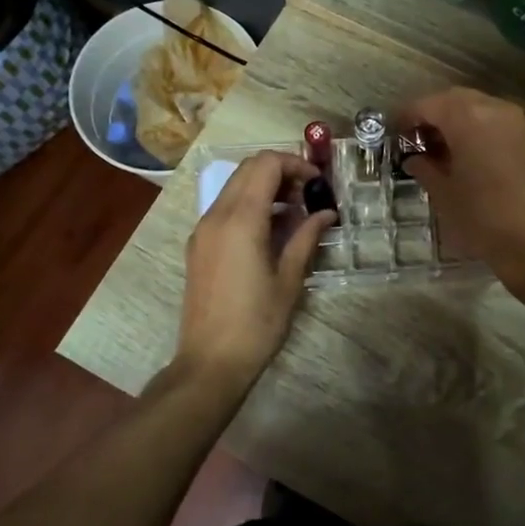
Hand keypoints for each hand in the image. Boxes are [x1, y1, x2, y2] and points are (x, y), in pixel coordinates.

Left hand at [175, 150, 333, 395]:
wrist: (210, 361)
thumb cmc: (256, 323)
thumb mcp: (289, 279)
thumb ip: (307, 237)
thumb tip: (326, 213)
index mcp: (240, 220)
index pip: (266, 164)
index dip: (295, 164)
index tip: (318, 183)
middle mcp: (216, 215)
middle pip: (248, 169)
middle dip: (280, 171)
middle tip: (308, 194)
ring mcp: (203, 230)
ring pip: (234, 186)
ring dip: (264, 187)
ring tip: (295, 213)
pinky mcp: (198, 245)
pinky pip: (225, 208)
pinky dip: (249, 204)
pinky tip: (271, 230)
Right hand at [395, 88, 524, 292]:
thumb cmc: (484, 220)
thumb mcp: (444, 195)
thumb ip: (425, 168)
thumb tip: (414, 158)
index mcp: (469, 117)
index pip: (428, 104)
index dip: (407, 116)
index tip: (394, 132)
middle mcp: (498, 109)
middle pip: (456, 100)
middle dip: (434, 115)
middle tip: (416, 138)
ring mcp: (522, 123)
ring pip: (482, 110)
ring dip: (459, 121)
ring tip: (443, 149)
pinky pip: (501, 125)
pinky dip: (482, 131)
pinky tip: (473, 157)